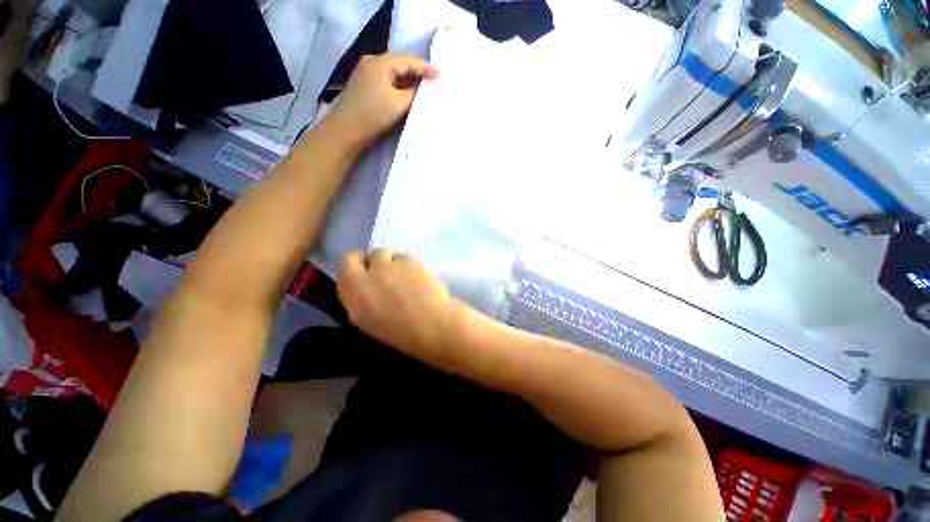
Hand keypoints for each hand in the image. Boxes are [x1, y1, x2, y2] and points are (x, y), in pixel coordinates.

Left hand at [328, 54, 439, 146]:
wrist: (347, 131)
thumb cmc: (374, 115)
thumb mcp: (399, 103)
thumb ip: (413, 92)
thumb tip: (422, 87)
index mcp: (379, 63)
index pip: (407, 61)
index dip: (425, 67)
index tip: (441, 74)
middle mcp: (372, 63)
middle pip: (400, 65)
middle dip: (417, 73)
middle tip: (434, 79)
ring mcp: (367, 75)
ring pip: (394, 75)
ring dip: (409, 81)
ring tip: (425, 87)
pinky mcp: (366, 87)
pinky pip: (388, 83)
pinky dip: (400, 87)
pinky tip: (409, 94)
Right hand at [336, 249, 463, 368]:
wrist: (432, 325)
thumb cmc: (401, 333)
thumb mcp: (368, 321)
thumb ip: (360, 298)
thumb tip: (364, 286)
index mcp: (353, 294)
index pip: (344, 263)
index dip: (357, 265)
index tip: (367, 272)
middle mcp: (369, 275)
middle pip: (369, 254)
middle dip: (377, 261)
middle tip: (389, 273)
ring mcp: (390, 265)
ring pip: (389, 253)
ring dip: (394, 262)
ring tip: (408, 278)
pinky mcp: (410, 259)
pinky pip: (407, 257)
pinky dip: (411, 266)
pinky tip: (421, 279)